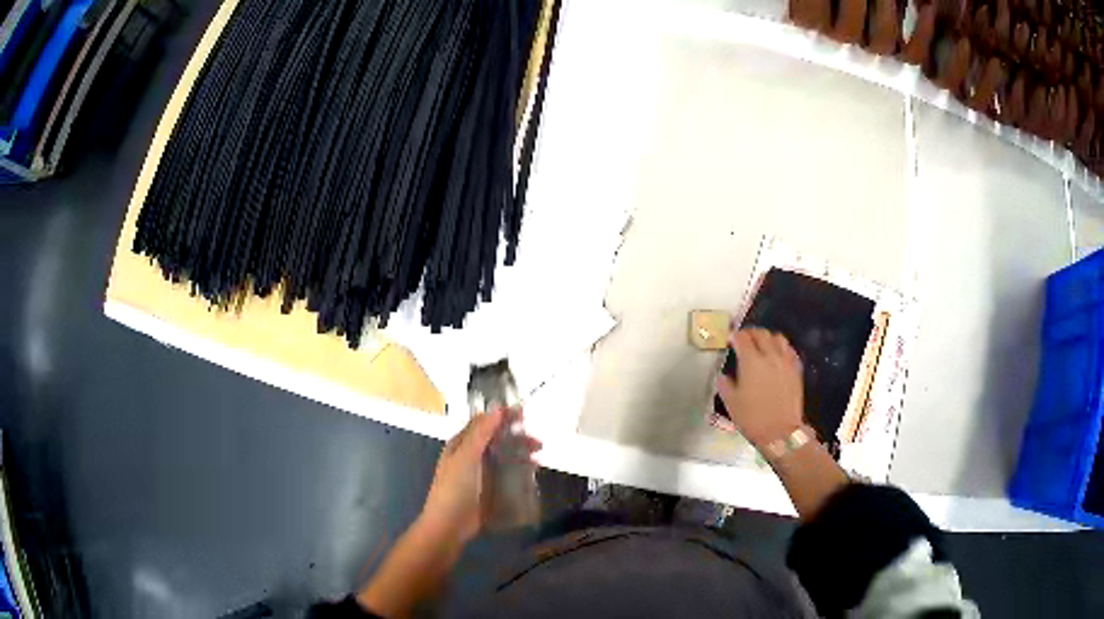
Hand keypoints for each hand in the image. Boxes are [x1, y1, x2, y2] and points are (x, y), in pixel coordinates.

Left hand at [420, 408, 539, 543]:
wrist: (450, 525)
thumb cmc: (454, 488)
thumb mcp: (466, 457)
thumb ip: (481, 433)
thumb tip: (497, 408)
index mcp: (461, 444)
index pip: (483, 423)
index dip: (501, 416)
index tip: (524, 413)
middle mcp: (471, 456)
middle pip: (497, 439)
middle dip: (516, 436)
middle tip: (536, 439)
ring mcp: (481, 473)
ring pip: (504, 455)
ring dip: (521, 451)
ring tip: (538, 454)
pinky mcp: (491, 489)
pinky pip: (508, 473)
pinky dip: (520, 468)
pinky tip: (533, 470)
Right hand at [715, 328, 804, 447]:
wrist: (780, 432)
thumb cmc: (752, 418)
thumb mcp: (730, 403)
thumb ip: (725, 384)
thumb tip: (723, 376)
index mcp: (751, 361)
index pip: (742, 338)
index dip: (734, 336)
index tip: (729, 340)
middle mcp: (770, 355)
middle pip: (761, 333)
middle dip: (750, 333)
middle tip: (743, 340)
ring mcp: (785, 361)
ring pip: (778, 338)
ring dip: (767, 338)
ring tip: (762, 346)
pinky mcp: (796, 370)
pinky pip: (789, 350)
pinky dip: (781, 348)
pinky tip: (777, 356)